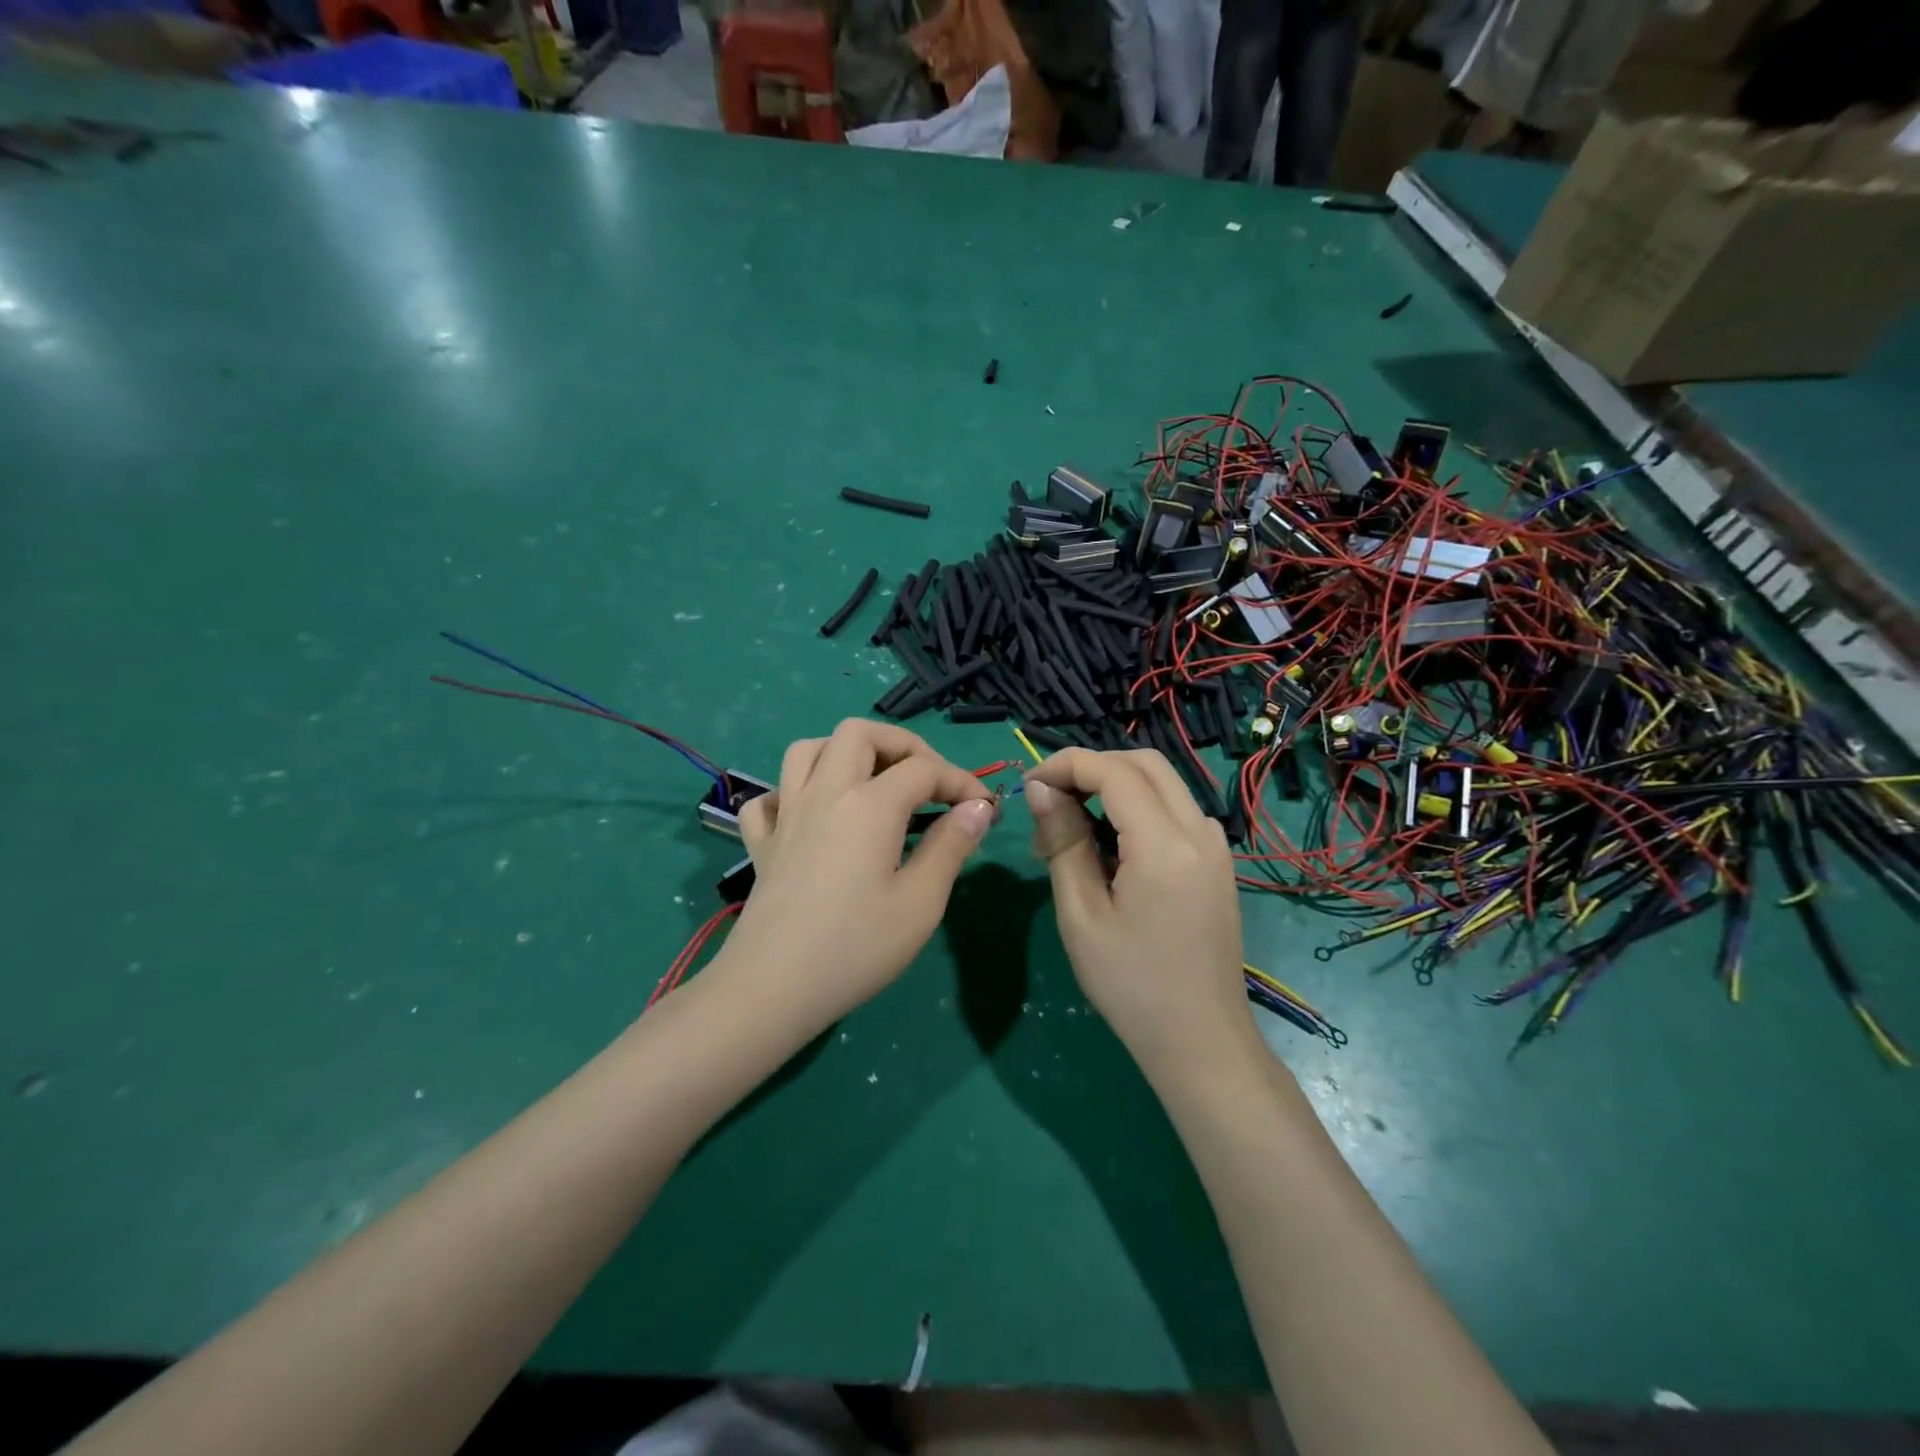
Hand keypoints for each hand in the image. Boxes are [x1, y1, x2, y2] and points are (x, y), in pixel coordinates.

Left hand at [724, 720, 995, 1038]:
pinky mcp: (762, 844)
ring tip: (871, 783)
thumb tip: (977, 808)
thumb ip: (951, 846)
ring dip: (844, 753)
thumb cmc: (856, 948)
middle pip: (859, 734)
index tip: (984, 808)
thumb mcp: (921, 903)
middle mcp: (825, 793)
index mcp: (869, 804)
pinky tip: (810, 817)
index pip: (924, 768)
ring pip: (807, 749)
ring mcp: (787, 815)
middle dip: (901, 745)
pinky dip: (791, 793)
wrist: (773, 988)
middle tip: (927, 781)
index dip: (960, 780)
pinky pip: (769, 798)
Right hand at [1025, 749, 1256, 1075]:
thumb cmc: (1131, 985)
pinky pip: (1175, 809)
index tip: (1029, 785)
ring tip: (1072, 826)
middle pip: (1144, 763)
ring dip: (1114, 784)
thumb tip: (1040, 789)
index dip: (1066, 765)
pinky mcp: (1217, 861)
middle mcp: (1199, 831)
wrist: (1200, 1040)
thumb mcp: (1082, 915)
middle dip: (1091, 766)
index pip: (1113, 772)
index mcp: (1165, 846)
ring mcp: (1215, 844)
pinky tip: (1110, 844)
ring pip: (1162, 782)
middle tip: (1049, 798)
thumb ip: (1063, 841)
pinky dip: (1138, 806)